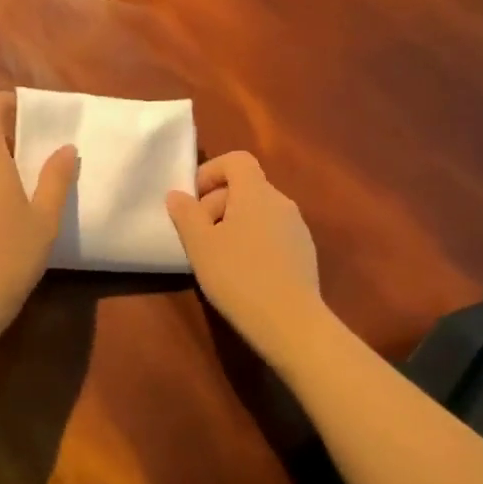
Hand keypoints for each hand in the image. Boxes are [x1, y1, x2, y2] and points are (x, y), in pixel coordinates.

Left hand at [0, 92, 77, 338]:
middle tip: (41, 145)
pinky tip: (11, 206)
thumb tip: (66, 148)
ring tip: (31, 175)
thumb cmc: (11, 253)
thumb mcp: (45, 217)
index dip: (5, 102)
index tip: (30, 108)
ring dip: (0, 158)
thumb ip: (56, 178)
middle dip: (9, 132)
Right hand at [167, 152, 324, 368]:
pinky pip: (273, 233)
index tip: (194, 200)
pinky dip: (254, 242)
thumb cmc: (238, 276)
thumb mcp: (200, 245)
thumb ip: (186, 214)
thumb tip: (177, 195)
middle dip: (217, 203)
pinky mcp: (304, 253)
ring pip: (259, 212)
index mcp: (256, 192)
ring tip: (218, 257)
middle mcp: (281, 202)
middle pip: (246, 186)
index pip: (237, 160)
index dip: (212, 171)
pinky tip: (243, 274)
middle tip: (198, 236)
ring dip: (234, 224)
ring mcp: (297, 228)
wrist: (291, 323)